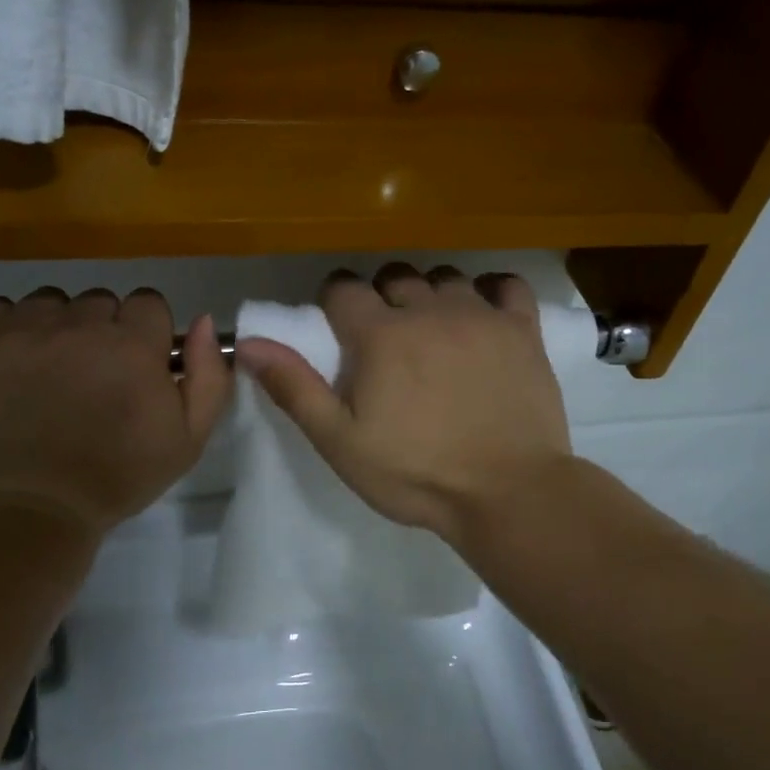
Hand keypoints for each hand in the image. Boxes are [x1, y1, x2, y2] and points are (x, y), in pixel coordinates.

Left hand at [0, 288, 230, 538]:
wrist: (25, 513)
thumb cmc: (115, 479)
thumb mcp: (187, 439)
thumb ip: (208, 375)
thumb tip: (204, 320)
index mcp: (132, 345)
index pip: (147, 303)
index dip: (144, 334)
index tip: (134, 366)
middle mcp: (77, 325)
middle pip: (98, 302)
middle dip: (101, 332)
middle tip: (90, 378)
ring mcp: (20, 330)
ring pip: (49, 303)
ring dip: (54, 328)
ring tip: (46, 373)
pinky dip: (7, 331)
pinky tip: (9, 367)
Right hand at [234, 266, 573, 545]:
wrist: (507, 493)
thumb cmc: (416, 473)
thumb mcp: (340, 441)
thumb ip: (294, 388)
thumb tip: (247, 342)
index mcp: (380, 334)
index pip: (343, 288)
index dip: (334, 302)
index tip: (337, 326)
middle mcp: (429, 311)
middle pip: (395, 277)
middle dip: (381, 296)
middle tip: (384, 336)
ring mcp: (480, 316)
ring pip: (445, 277)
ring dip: (430, 294)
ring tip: (432, 329)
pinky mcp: (522, 330)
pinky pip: (507, 284)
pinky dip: (491, 290)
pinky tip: (484, 311)